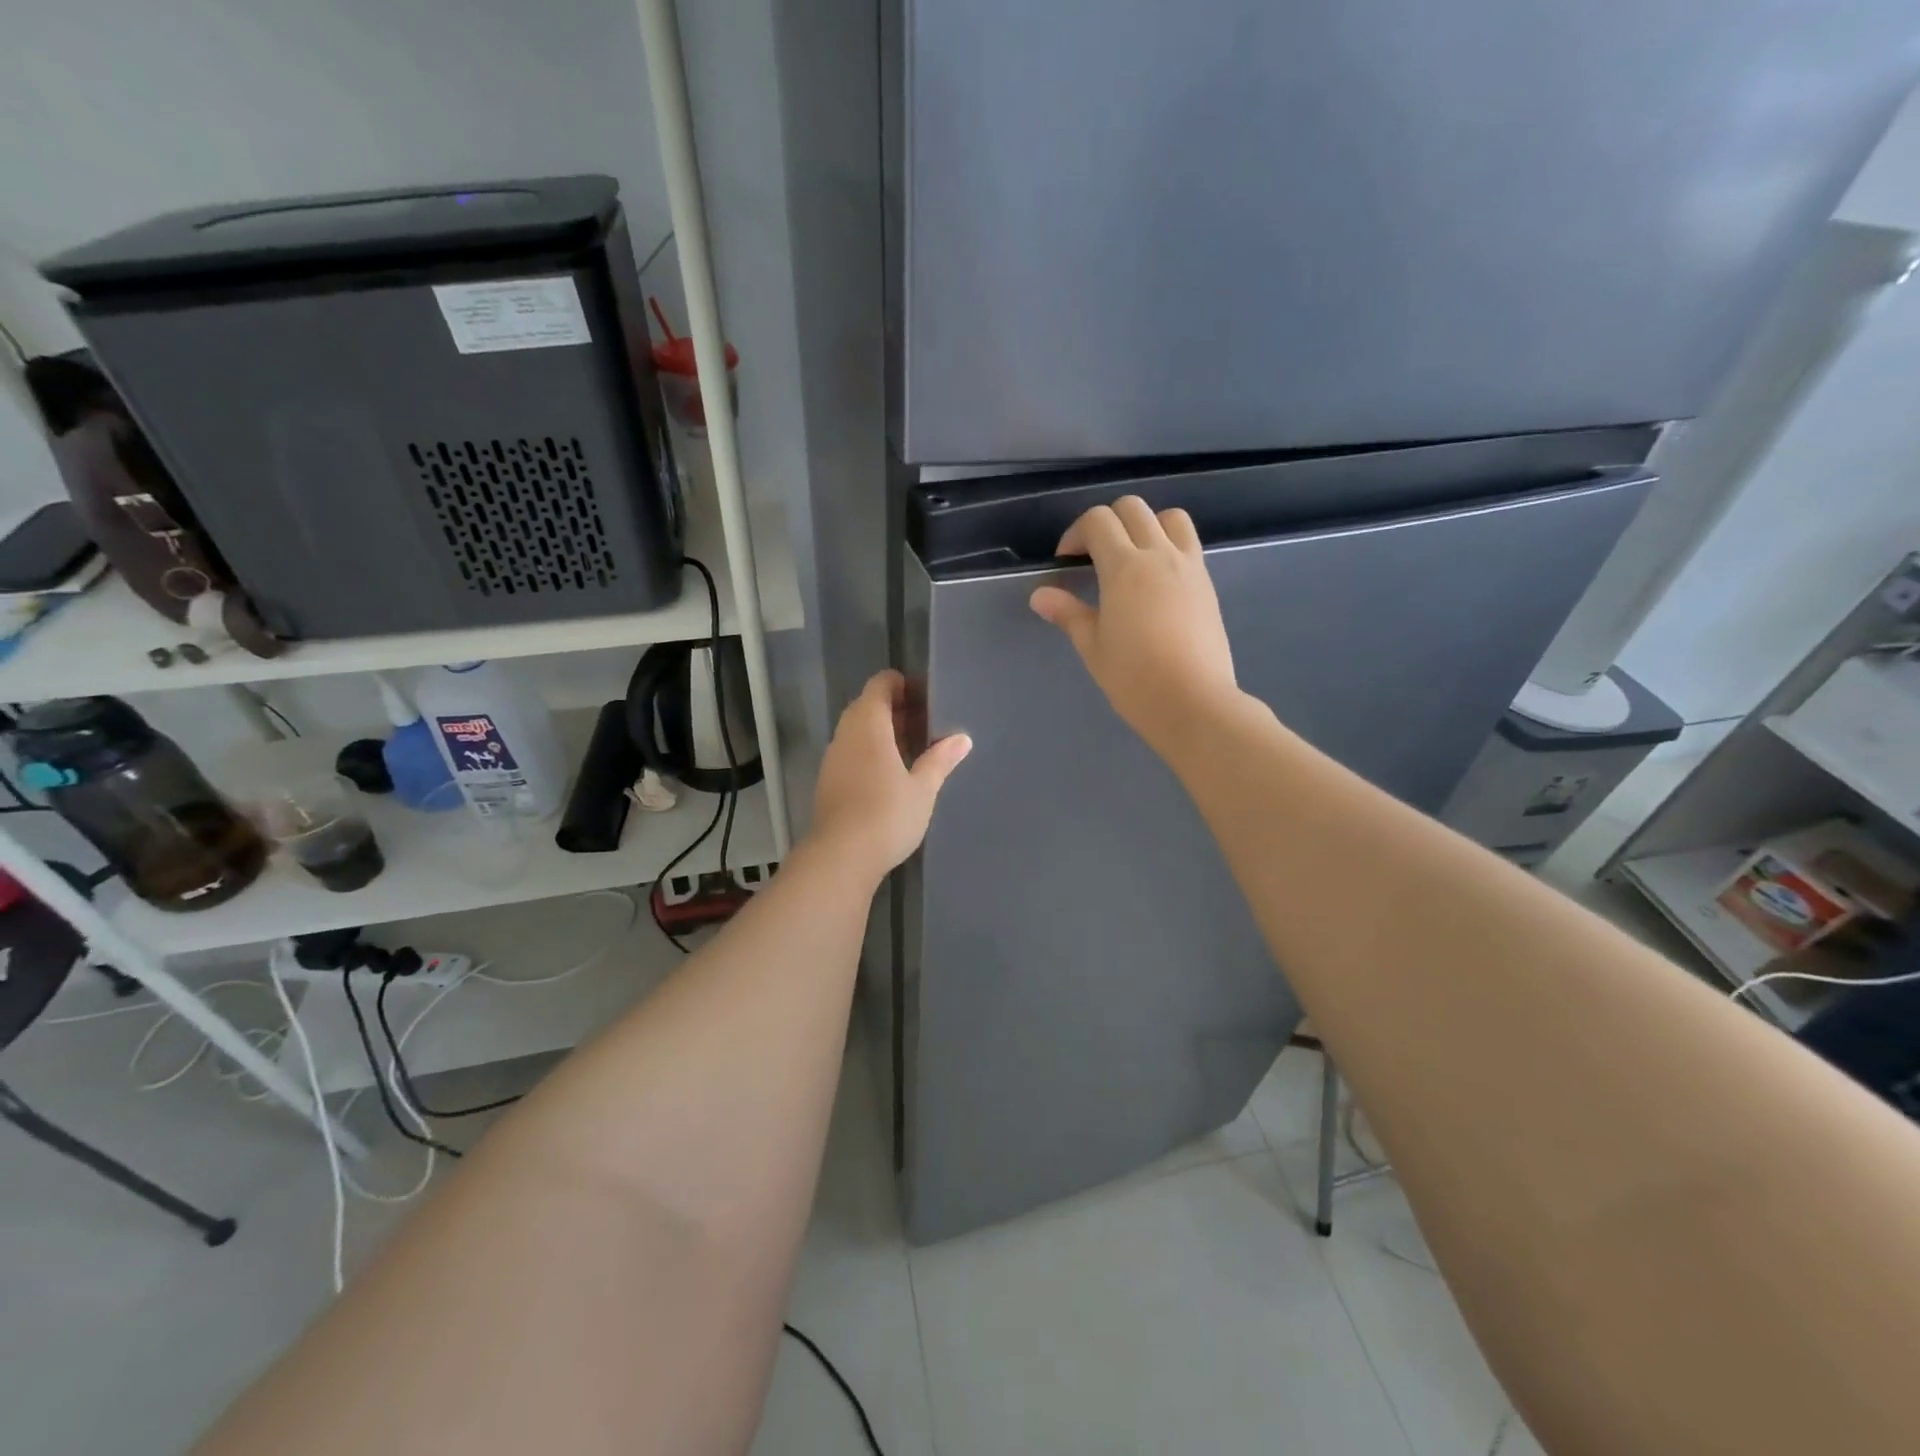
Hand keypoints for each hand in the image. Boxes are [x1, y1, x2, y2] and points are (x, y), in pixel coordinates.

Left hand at [809, 669, 971, 878]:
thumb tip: (962, 738)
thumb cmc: (887, 814)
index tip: (926, 698)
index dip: (902, 685)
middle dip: (895, 709)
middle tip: (926, 724)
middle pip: (868, 706)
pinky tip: (891, 773)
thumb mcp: (923, 788)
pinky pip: (851, 752)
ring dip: (882, 732)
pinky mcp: (828, 781)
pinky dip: (870, 751)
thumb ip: (940, 759)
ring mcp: (833, 758)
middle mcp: (846, 734)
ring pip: (858, 730)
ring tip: (913, 748)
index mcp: (869, 724)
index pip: (880, 685)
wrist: (841, 856)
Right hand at [1029, 497, 1240, 758]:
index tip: (1066, 562)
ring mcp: (1189, 567)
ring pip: (1169, 517)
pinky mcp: (1207, 584)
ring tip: (1131, 558)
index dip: (1075, 534)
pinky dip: (1168, 546)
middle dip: (1107, 522)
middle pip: (1133, 509)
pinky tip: (1155, 582)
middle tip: (1093, 556)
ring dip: (1145, 525)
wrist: (1193, 702)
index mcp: (1125, 567)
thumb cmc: (1134, 678)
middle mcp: (1159, 555)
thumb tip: (1040, 595)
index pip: (1098, 521)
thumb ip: (1068, 614)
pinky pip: (1188, 544)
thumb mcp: (1092, 647)